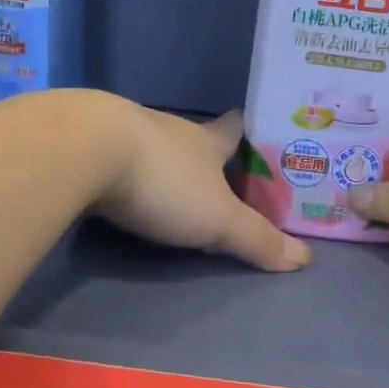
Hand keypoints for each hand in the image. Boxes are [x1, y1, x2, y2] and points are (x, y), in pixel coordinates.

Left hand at [94, 105, 311, 272]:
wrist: (83, 150)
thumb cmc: (163, 180)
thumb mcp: (217, 219)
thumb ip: (256, 239)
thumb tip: (305, 258)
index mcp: (205, 140)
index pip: (234, 131)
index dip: (247, 133)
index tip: (255, 135)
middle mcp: (168, 129)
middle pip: (193, 140)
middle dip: (203, 157)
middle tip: (215, 176)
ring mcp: (124, 132)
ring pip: (152, 147)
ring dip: (160, 164)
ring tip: (167, 186)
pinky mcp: (87, 144)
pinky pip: (113, 157)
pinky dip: (120, 171)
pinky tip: (115, 186)